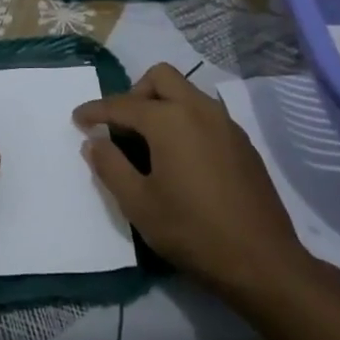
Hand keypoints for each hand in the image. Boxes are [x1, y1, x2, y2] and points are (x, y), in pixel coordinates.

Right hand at [74, 63, 314, 300]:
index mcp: (170, 119)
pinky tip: (180, 157)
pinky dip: (184, 120)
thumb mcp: (139, 204)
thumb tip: (94, 142)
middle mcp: (199, 109)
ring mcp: (226, 123)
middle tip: (120, 127)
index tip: (77, 119)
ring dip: (162, 104)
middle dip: (134, 93)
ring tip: (148, 142)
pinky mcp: (242, 142)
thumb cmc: (192, 231)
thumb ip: (110, 166)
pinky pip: (205, 113)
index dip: (95, 111)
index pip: (122, 105)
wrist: (262, 261)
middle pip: (160, 77)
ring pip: (186, 92)